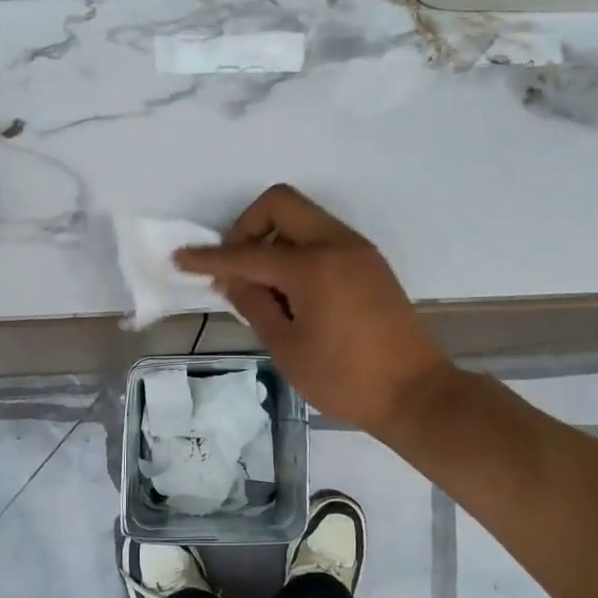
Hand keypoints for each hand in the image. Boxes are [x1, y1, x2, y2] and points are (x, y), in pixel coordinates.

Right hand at [175, 184, 457, 434]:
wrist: (416, 393)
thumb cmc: (345, 378)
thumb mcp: (288, 347)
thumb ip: (255, 304)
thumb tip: (231, 278)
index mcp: (313, 266)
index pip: (248, 253)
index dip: (210, 257)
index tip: (181, 257)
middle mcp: (337, 244)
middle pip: (280, 204)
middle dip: (248, 227)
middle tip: (237, 268)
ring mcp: (358, 250)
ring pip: (304, 217)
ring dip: (274, 238)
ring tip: (264, 286)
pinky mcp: (370, 262)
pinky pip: (323, 237)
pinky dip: (298, 250)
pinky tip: (292, 290)